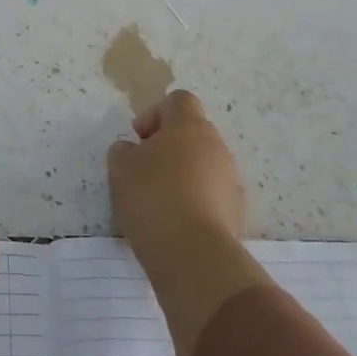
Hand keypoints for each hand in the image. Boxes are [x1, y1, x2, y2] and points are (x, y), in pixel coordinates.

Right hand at [108, 90, 268, 355]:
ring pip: (203, 165)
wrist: (194, 255)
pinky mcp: (236, 212)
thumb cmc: (152, 197)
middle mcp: (216, 146)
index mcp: (190, 126)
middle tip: (143, 170)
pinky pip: (211, 195)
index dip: (155, 113)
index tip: (138, 138)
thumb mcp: (120, 168)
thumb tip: (133, 151)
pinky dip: (194, 201)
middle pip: (192, 133)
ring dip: (182, 175)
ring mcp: (230, 180)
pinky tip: (174, 223)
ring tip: (157, 201)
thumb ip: (123, 151)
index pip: (178, 100)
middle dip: (167, 146)